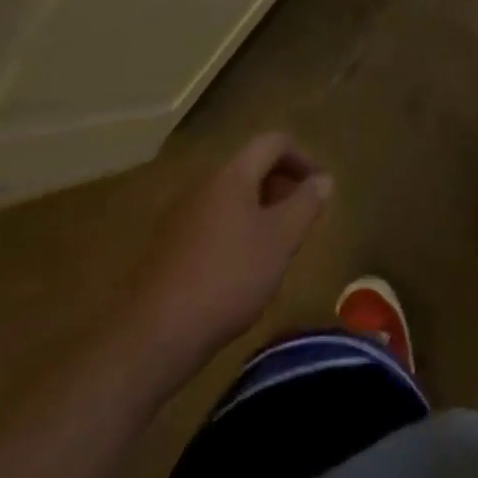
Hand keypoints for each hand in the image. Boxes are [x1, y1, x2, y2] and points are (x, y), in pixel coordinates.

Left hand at [136, 133, 332, 364]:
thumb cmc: (228, 277)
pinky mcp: (168, 246)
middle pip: (252, 167)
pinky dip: (236, 231)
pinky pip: (213, 221)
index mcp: (233, 174)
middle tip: (302, 219)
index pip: (274, 142)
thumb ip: (306, 204)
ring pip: (232, 197)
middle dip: (283, 185)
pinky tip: (242, 270)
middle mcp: (205, 184)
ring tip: (277, 247)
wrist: (153, 335)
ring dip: (261, 210)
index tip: (320, 188)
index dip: (303, 157)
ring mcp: (182, 215)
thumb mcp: (281, 240)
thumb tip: (324, 178)